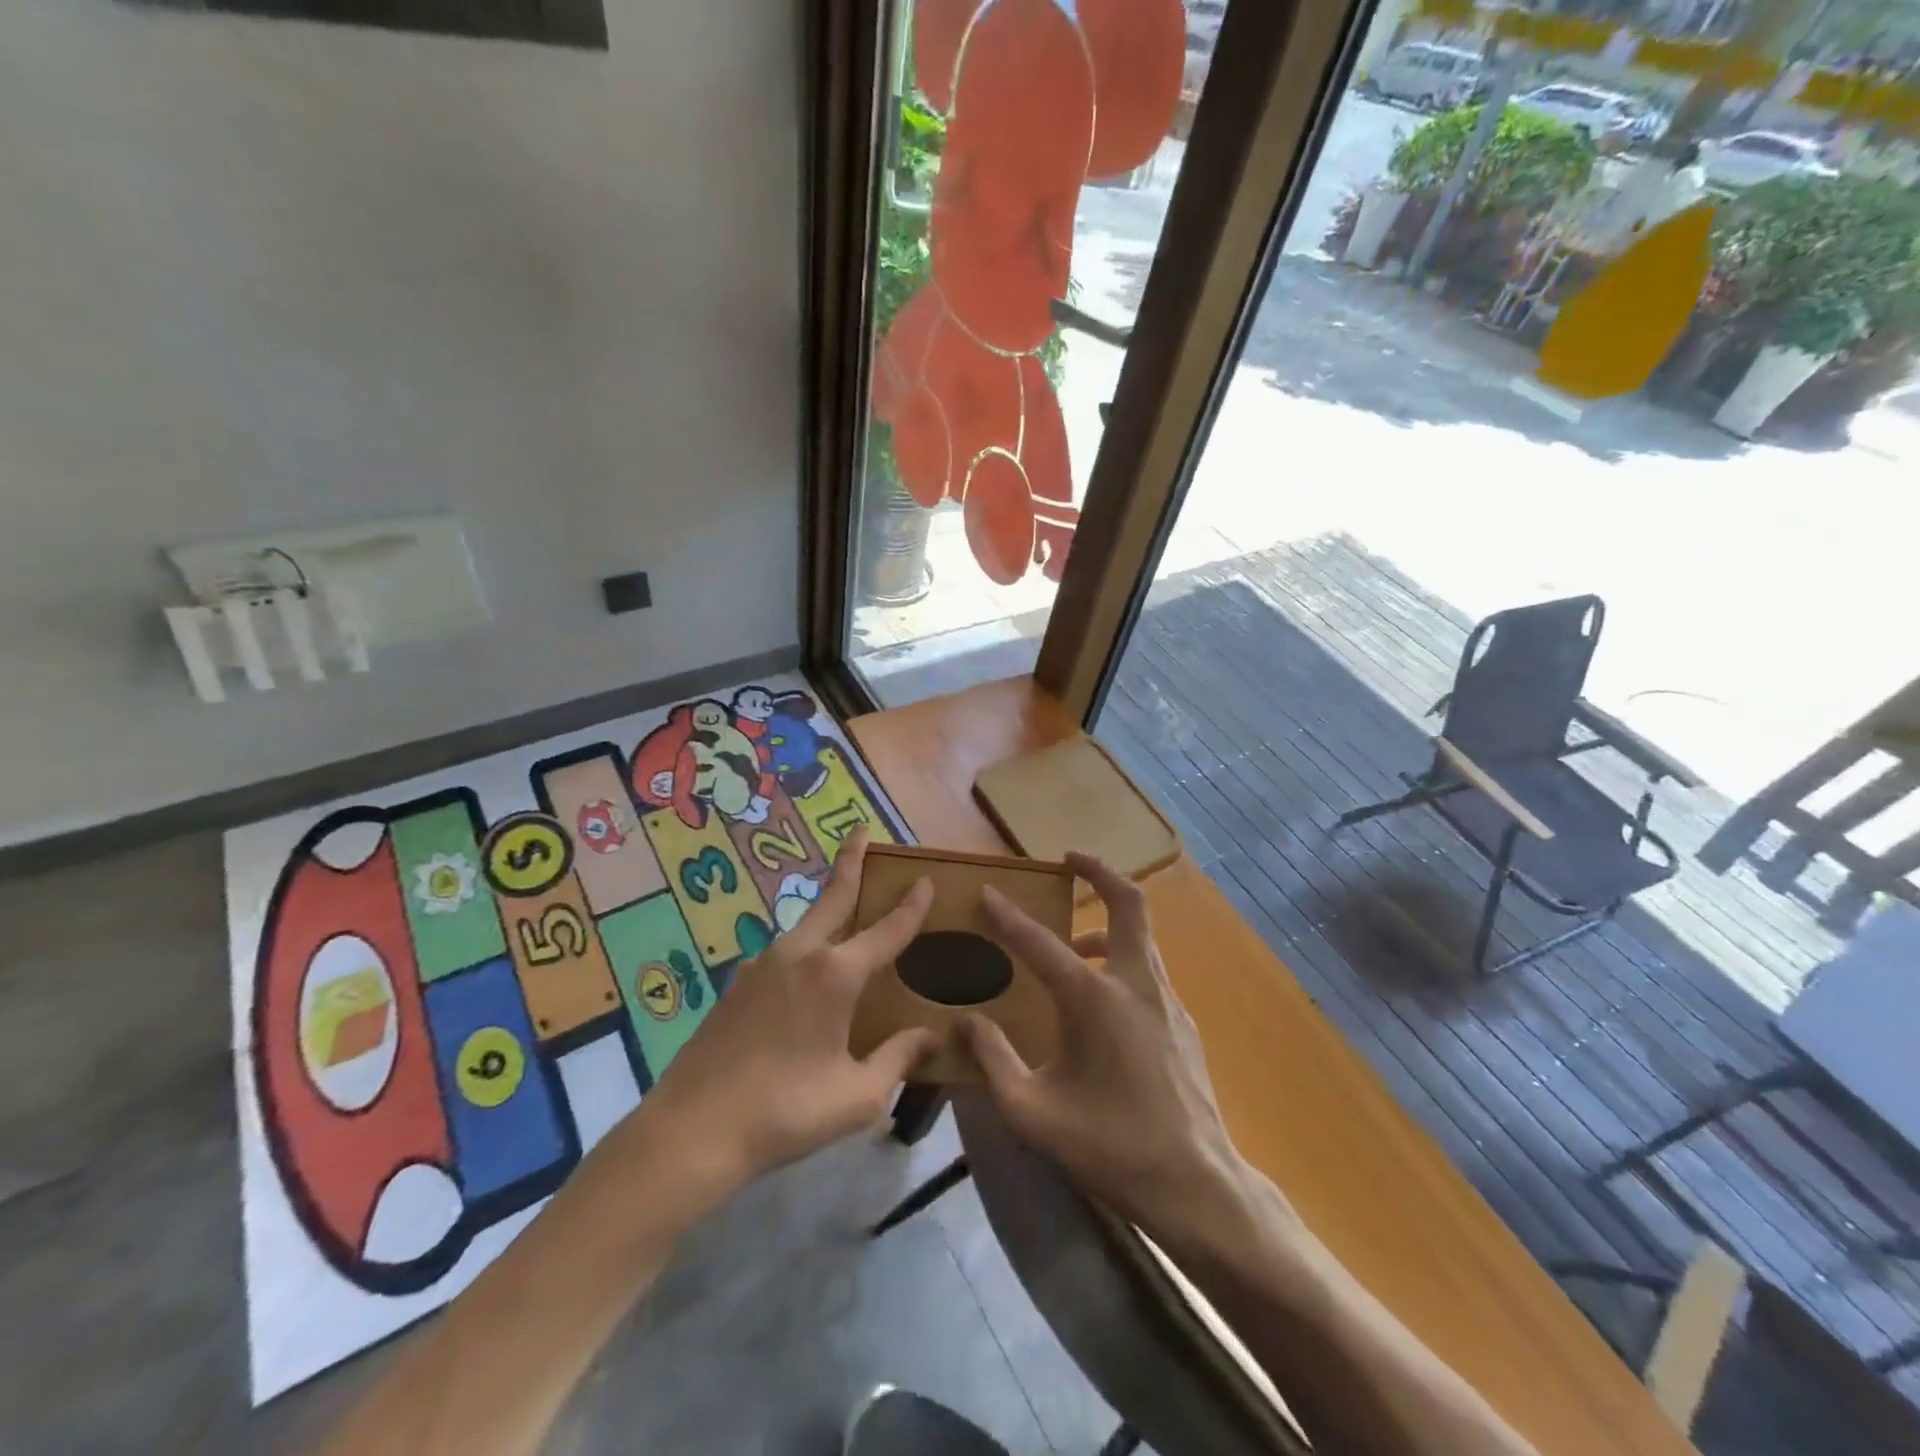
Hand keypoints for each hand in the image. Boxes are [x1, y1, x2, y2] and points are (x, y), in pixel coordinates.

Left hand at [634, 827, 937, 1191]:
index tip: (924, 879)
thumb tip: (929, 1036)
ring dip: (828, 908)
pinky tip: (806, 978)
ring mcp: (762, 965)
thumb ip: (898, 1059)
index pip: (886, 931)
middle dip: (850, 860)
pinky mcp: (737, 984)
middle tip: (860, 831)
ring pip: (806, 925)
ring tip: (846, 910)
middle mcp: (799, 955)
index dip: (910, 906)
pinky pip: (783, 955)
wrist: (692, 1130)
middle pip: (833, 897)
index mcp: (835, 975)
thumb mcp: (856, 1096)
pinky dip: (805, 948)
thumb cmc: (785, 1112)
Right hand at [961, 854, 1251, 1242]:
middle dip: (1100, 871)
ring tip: (1075, 936)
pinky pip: (1148, 968)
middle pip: (1128, 903)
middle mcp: (1134, 983)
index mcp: (1093, 1000)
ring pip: (1141, 935)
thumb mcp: (1032, 1113)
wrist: (1196, 1185)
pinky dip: (1122, 956)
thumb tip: (965, 1022)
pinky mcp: (1182, 1020)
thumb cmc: (1109, 1148)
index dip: (1008, 916)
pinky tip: (1101, 996)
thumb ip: (993, 1061)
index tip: (988, 891)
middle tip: (1071, 858)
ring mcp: (1166, 999)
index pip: (1041, 942)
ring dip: (1107, 919)